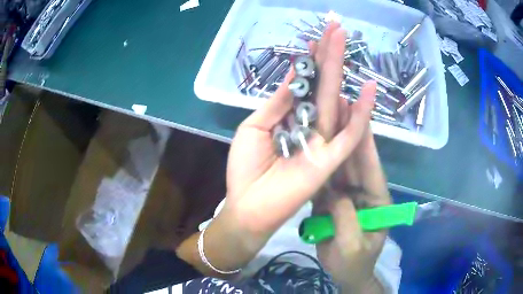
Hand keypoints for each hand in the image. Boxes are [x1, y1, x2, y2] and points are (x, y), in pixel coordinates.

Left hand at [220, 23, 374, 260]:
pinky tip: (370, 89)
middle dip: (328, 54)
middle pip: (323, 84)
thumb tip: (295, 74)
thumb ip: (277, 103)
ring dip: (341, 69)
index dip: (309, 59)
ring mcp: (322, 141)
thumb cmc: (246, 167)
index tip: (314, 37)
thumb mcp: (255, 127)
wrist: (248, 204)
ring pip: (337, 99)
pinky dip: (362, 114)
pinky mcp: (330, 160)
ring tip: (345, 40)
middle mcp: (309, 124)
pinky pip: (350, 135)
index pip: (305, 81)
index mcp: (289, 116)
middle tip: (335, 27)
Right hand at [307, 23, 390, 293]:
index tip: (357, 103)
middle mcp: (363, 185)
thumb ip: (347, 223)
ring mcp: (347, 188)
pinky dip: (320, 150)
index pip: (370, 159)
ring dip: (333, 130)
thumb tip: (336, 197)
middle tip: (339, 91)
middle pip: (356, 150)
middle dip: (349, 121)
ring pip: (340, 155)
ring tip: (324, 103)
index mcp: (376, 195)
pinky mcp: (333, 194)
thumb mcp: (351, 248)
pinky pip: (327, 168)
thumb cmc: (354, 263)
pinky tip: (310, 133)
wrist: (347, 272)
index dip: (364, 131)